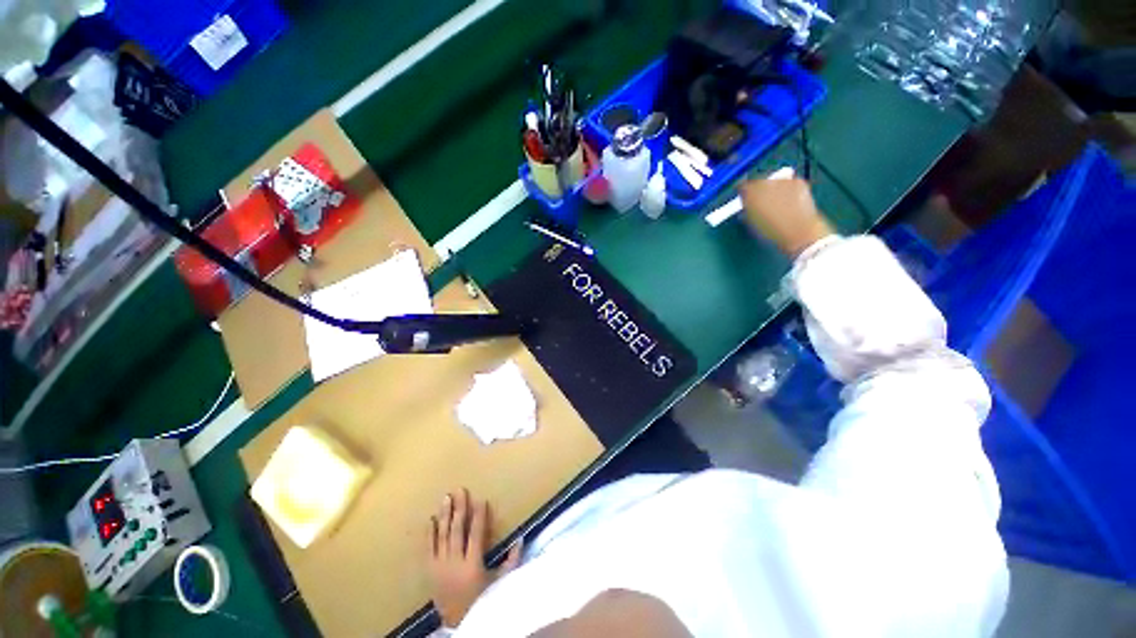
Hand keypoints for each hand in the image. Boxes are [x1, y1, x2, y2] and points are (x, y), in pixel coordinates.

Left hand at [427, 489, 522, 627]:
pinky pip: (428, 549)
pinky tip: (430, 519)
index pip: (476, 535)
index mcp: (472, 565)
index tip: (481, 500)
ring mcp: (440, 567)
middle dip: (459, 509)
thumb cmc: (482, 600)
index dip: (479, 517)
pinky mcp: (429, 571)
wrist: (458, 621)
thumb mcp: (500, 583)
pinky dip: (429, 533)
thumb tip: (521, 539)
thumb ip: (512, 561)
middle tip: (460, 491)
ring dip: (444, 516)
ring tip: (446, 498)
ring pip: (442, 536)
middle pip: (457, 531)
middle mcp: (454, 563)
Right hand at [739, 175, 833, 257]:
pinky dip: (788, 189)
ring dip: (774, 189)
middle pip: (758, 181)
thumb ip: (748, 210)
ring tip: (778, 203)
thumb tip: (747, 205)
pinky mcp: (798, 181)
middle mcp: (764, 182)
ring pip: (774, 181)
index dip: (744, 195)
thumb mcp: (751, 223)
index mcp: (749, 194)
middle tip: (763, 203)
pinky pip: (789, 183)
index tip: (746, 201)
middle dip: (759, 190)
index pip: (742, 187)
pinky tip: (791, 202)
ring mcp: (782, 180)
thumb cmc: (771, 232)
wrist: (798, 232)